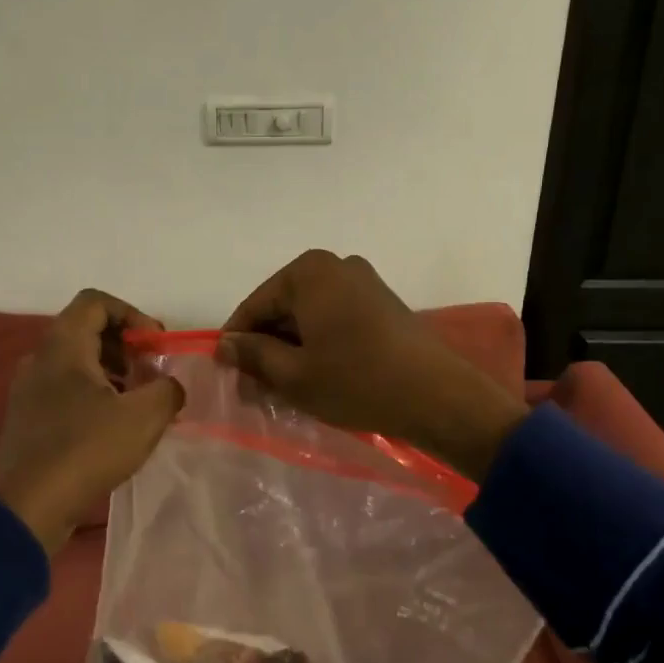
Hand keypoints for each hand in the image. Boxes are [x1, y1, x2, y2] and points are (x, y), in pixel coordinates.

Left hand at [0, 289, 185, 555]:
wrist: (26, 507)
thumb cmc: (84, 450)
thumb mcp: (144, 417)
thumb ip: (168, 390)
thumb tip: (169, 385)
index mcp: (62, 346)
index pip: (96, 302)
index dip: (133, 314)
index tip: (156, 344)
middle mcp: (40, 359)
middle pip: (87, 331)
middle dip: (126, 347)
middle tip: (151, 375)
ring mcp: (29, 391)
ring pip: (77, 364)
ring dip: (112, 374)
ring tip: (138, 405)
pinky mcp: (28, 420)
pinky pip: (65, 391)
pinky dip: (94, 397)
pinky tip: (115, 429)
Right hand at [218, 251, 526, 481]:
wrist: (437, 396)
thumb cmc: (356, 382)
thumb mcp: (294, 375)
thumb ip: (253, 355)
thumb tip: (225, 345)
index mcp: (309, 272)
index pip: (254, 305)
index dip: (236, 341)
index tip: (227, 374)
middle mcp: (336, 265)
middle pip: (283, 307)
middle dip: (266, 346)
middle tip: (255, 387)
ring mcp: (364, 282)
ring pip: (309, 315)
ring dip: (291, 348)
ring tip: (283, 387)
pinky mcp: (383, 303)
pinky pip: (335, 319)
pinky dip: (319, 344)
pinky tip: (316, 376)